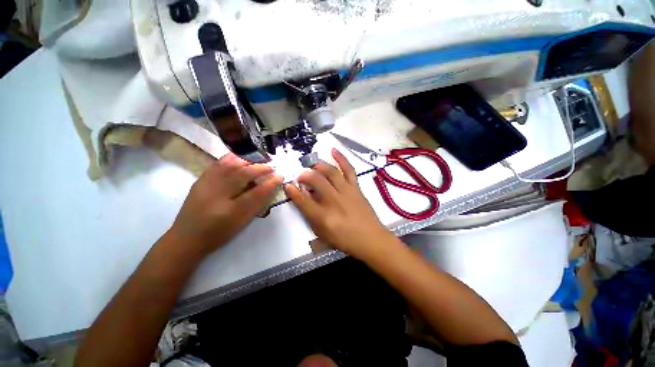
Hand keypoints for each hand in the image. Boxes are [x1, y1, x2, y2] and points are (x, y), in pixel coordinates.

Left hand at [170, 153, 282, 256]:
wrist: (187, 237)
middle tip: (271, 166)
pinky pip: (218, 163)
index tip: (280, 175)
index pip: (256, 192)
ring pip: (229, 164)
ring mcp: (206, 184)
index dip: (270, 182)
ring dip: (247, 159)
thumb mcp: (242, 221)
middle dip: (260, 167)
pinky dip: (232, 157)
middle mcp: (217, 194)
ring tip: (259, 159)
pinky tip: (240, 157)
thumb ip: (257, 203)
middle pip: (242, 173)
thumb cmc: (219, 232)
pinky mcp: (201, 179)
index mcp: (230, 210)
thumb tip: (270, 186)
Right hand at [284, 149, 392, 258]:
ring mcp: (347, 192)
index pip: (303, 201)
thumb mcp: (323, 235)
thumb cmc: (345, 240)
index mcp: (324, 217)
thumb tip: (302, 200)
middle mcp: (334, 202)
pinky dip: (341, 158)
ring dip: (319, 166)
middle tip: (300, 175)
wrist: (371, 239)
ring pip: (331, 173)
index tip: (288, 185)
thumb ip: (311, 217)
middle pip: (316, 181)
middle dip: (305, 175)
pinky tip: (333, 150)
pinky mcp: (356, 188)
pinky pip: (349, 170)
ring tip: (312, 164)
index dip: (293, 192)